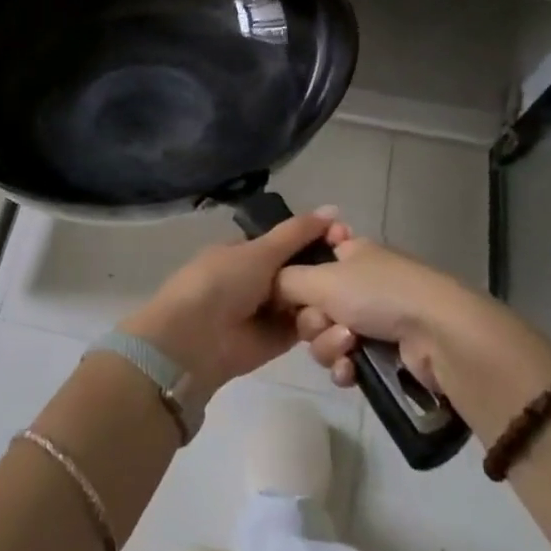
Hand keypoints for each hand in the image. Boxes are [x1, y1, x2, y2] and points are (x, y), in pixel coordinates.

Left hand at [123, 210, 336, 392]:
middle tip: (356, 270)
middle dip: (325, 271)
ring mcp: (268, 311)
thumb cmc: (222, 283)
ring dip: (325, 300)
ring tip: (350, 298)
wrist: (195, 339)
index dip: (317, 239)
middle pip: (302, 272)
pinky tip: (343, 320)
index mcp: (247, 251)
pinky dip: (320, 325)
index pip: (289, 242)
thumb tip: (333, 209)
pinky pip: (305, 328)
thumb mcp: (259, 251)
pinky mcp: (278, 341)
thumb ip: (297, 233)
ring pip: (307, 300)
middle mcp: (258, 279)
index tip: (348, 239)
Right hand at [275, 223, 550, 435]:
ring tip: (348, 348)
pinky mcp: (387, 353)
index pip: (310, 261)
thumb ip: (285, 280)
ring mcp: (376, 319)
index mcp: (351, 253)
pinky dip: (345, 367)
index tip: (291, 294)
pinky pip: (347, 362)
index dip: (296, 280)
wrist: (440, 336)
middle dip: (312, 321)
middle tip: (325, 323)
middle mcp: (361, 282)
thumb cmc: (380, 294)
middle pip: (312, 304)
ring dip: (328, 346)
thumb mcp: (322, 278)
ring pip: (326, 337)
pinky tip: (352, 371)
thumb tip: (270, 286)